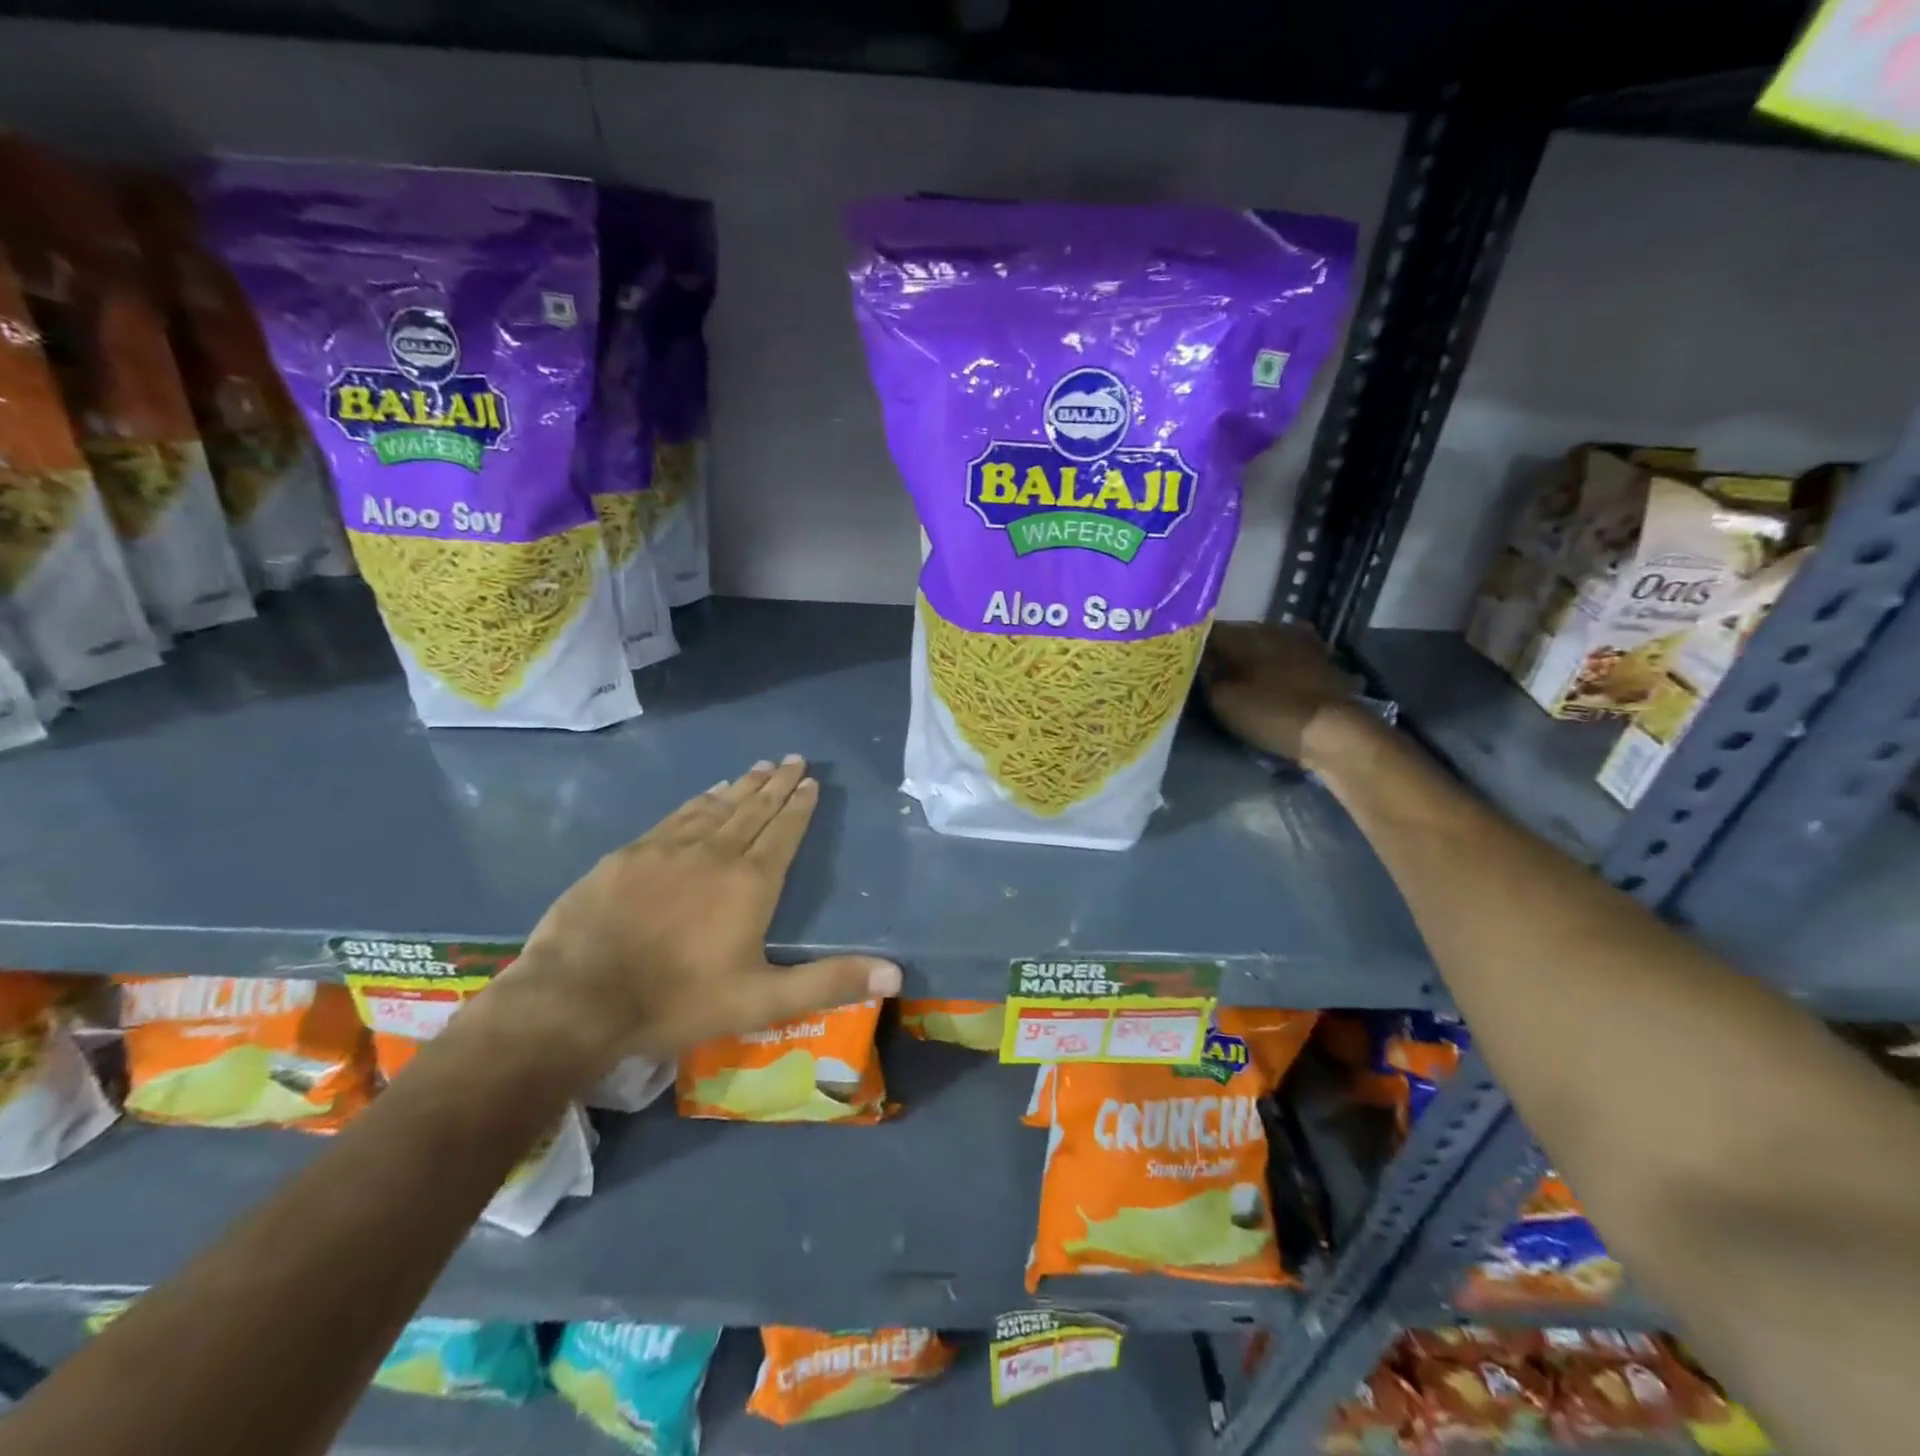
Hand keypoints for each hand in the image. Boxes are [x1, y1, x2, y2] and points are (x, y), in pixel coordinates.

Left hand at [494, 757, 900, 1072]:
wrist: (577, 998)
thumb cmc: (677, 1001)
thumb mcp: (762, 1001)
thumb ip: (828, 983)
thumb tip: (895, 973)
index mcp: (751, 884)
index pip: (783, 833)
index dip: (799, 806)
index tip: (811, 782)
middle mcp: (715, 854)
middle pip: (754, 810)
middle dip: (777, 784)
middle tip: (793, 759)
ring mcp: (669, 849)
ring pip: (717, 807)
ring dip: (742, 786)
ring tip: (760, 767)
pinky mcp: (631, 854)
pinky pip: (677, 816)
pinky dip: (699, 800)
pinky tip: (708, 792)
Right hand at [1201, 621, 1363, 765]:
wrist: (1333, 732)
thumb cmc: (1270, 713)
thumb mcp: (1223, 700)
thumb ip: (1206, 675)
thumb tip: (1199, 659)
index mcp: (1246, 634)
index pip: (1210, 632)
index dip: (1195, 647)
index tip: (1187, 663)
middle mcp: (1274, 629)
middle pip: (1239, 635)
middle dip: (1225, 651)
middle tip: (1213, 672)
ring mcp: (1303, 642)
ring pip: (1267, 644)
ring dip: (1255, 656)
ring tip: (1244, 677)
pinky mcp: (1323, 661)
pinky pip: (1291, 656)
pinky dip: (1280, 664)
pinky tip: (1277, 677)